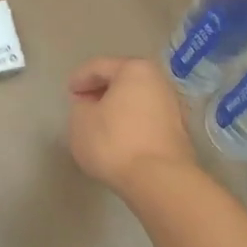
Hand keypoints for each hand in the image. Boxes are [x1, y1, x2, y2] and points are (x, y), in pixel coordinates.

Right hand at [66, 57, 197, 197]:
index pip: (100, 66)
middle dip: (101, 90)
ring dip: (118, 107)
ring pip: (137, 100)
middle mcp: (159, 81)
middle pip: (123, 80)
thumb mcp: (80, 121)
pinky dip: (131, 123)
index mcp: (135, 70)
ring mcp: (173, 106)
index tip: (68, 91)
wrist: (160, 179)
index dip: (80, 78)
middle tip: (82, 104)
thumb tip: (90, 106)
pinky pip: (146, 119)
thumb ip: (80, 106)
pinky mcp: (178, 131)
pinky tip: (119, 137)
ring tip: (99, 122)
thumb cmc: (115, 142)